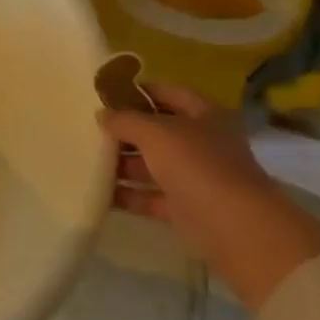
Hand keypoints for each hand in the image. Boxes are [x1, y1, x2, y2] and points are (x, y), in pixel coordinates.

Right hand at [98, 85, 319, 309]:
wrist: (236, 228)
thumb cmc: (199, 166)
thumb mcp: (156, 133)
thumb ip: (125, 120)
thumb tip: (103, 114)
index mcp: (205, 116)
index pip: (169, 93)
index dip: (139, 91)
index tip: (105, 94)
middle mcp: (201, 143)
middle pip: (156, 131)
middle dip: (123, 130)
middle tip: (87, 127)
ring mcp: (194, 177)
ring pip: (150, 165)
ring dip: (120, 164)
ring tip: (83, 158)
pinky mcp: (184, 207)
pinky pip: (147, 196)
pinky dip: (125, 194)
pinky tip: (95, 190)